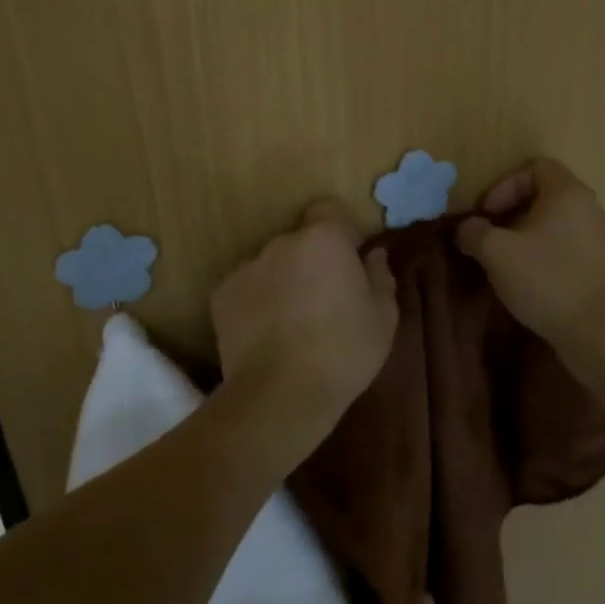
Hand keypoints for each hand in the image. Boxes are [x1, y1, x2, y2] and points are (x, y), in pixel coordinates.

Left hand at [210, 198, 398, 441]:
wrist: (281, 394)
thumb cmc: (344, 351)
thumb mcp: (383, 317)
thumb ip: (380, 276)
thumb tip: (373, 255)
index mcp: (324, 239)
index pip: (329, 210)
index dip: (341, 231)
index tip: (350, 261)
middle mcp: (281, 242)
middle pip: (300, 241)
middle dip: (312, 261)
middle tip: (324, 300)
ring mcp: (247, 267)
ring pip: (272, 265)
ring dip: (283, 281)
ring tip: (292, 324)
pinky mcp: (221, 294)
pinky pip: (247, 289)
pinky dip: (256, 302)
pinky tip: (266, 335)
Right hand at [455, 158, 604, 353]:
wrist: (597, 333)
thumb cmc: (545, 280)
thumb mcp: (495, 252)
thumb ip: (474, 231)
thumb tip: (467, 228)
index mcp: (568, 193)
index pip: (534, 167)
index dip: (504, 185)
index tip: (487, 215)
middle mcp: (591, 207)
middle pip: (546, 193)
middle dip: (513, 211)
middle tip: (492, 237)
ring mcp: (603, 236)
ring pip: (558, 221)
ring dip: (529, 233)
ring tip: (508, 259)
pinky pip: (571, 244)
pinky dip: (548, 251)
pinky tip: (533, 278)